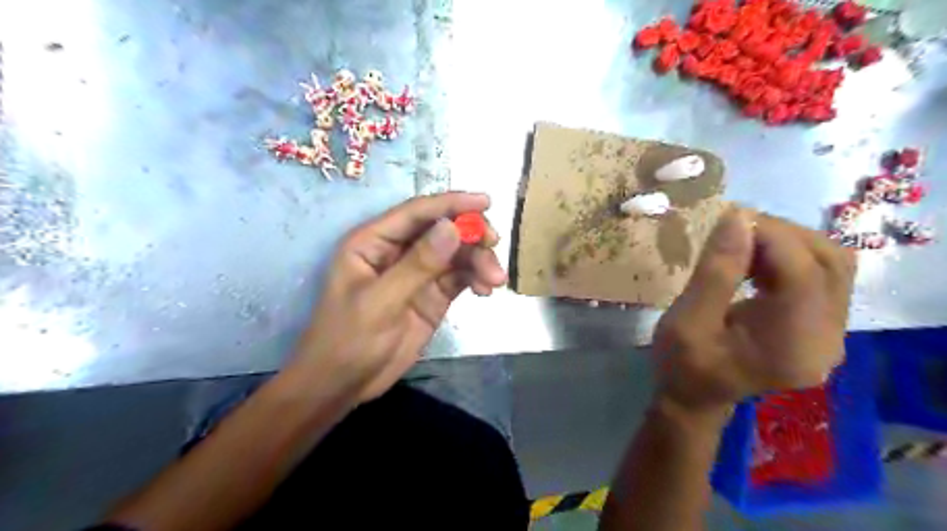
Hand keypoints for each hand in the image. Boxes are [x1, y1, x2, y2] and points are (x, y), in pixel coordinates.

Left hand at [289, 193, 509, 403]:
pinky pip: (460, 277)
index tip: (485, 202)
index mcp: (373, 242)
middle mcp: (398, 251)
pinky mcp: (432, 295)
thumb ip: (418, 265)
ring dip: (479, 261)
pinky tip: (486, 290)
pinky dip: (476, 278)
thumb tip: (452, 228)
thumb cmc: (347, 341)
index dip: (451, 203)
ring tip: (494, 281)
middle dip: (470, 235)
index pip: (416, 213)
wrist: (343, 385)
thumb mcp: (380, 302)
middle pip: (442, 230)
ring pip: (456, 254)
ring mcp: (417, 273)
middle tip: (494, 245)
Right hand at [656, 210, 855, 413]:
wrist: (694, 397)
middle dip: (784, 234)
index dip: (772, 236)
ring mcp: (830, 332)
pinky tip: (756, 260)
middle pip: (831, 263)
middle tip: (736, 228)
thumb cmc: (683, 364)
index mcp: (793, 345)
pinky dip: (790, 257)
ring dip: (789, 243)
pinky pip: (821, 276)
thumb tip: (738, 217)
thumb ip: (715, 271)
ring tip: (744, 242)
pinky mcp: (821, 325)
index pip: (805, 272)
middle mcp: (828, 338)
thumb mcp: (687, 319)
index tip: (730, 218)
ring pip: (832, 264)